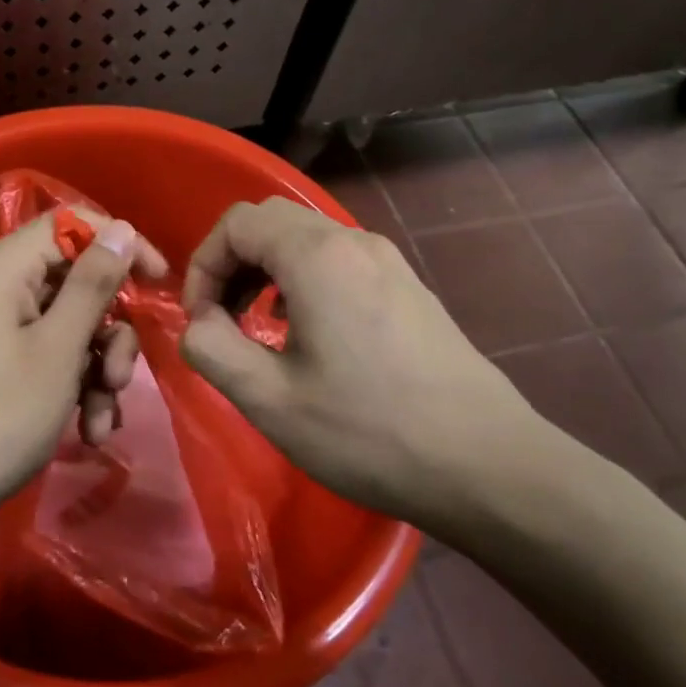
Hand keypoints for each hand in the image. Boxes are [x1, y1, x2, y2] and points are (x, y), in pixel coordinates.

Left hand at [0, 209, 169, 513]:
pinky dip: (71, 385)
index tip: (158, 282)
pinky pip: (44, 354)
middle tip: (120, 380)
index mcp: (3, 266)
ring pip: (66, 325)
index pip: (72, 224)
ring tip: (101, 421)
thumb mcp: (58, 349)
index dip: (120, 245)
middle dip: (108, 331)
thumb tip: (120, 227)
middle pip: (74, 281)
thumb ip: (93, 284)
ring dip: (95, 369)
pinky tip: (88, 430)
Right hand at [179, 197, 575, 538]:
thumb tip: (199, 323)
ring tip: (258, 327)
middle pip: (270, 221)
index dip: (203, 265)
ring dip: (266, 271)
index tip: (200, 319)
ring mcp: (388, 261)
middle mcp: (353, 242)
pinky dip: (303, 281)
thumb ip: (211, 349)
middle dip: (231, 263)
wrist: (487, 465)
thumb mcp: (269, 400)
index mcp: (317, 256)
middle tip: (222, 318)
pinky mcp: (408, 286)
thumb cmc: (368, 431)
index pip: (237, 223)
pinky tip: (308, 334)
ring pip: (306, 239)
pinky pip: (338, 260)